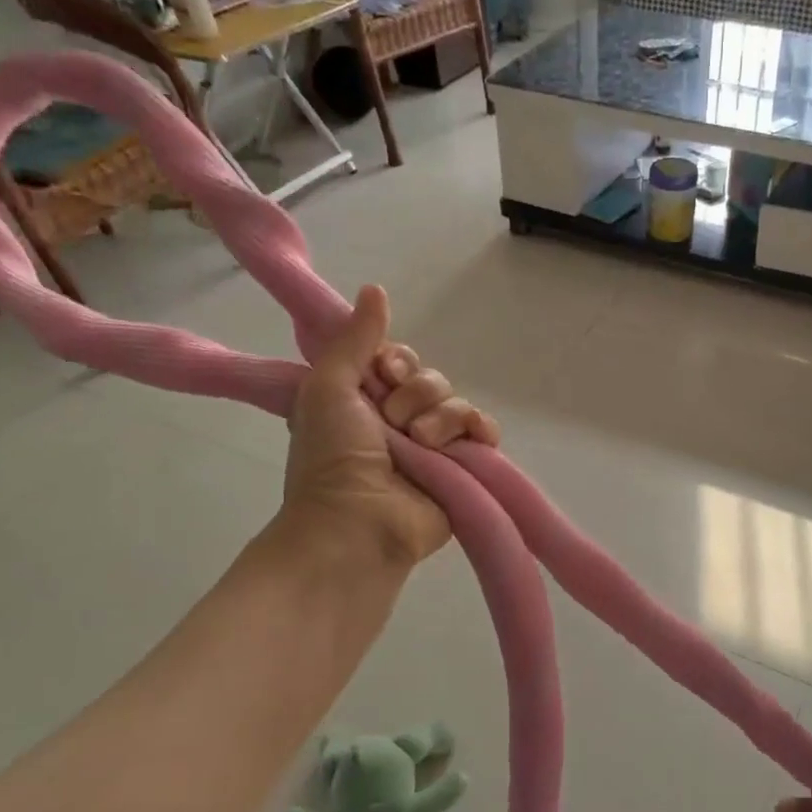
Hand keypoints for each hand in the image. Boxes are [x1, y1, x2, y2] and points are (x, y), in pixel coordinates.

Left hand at [282, 285, 499, 566]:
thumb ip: (354, 338)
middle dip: (417, 393)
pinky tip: (473, 438)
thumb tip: (376, 288)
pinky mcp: (462, 470)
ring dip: (440, 418)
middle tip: (395, 421)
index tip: (385, 371)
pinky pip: (483, 433)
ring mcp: (434, 447)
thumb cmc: (332, 456)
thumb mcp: (327, 387)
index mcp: (367, 402)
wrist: (358, 522)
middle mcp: (401, 421)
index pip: (399, 361)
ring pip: (457, 404)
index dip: (396, 361)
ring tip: (421, 444)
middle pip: (432, 380)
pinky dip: (481, 430)